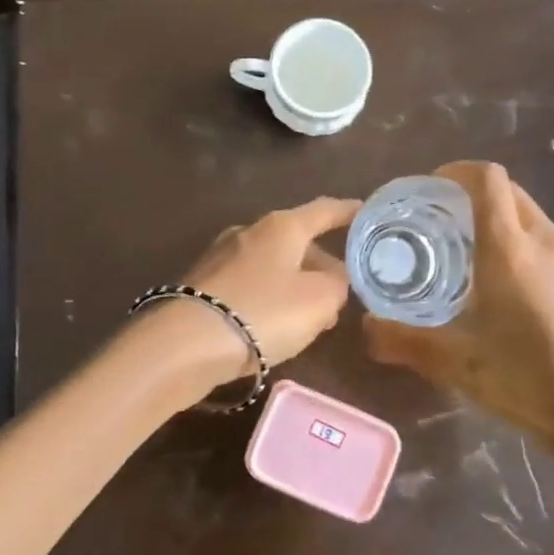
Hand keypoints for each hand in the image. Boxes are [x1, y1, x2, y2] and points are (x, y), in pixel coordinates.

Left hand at [144, 196, 360, 396]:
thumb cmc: (264, 313)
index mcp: (282, 226)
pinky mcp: (203, 283)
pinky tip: (273, 326)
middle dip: (321, 264)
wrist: (186, 344)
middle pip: (297, 241)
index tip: (367, 212)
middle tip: (341, 294)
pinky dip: (268, 298)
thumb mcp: (320, 301)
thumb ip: (338, 285)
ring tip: (311, 318)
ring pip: (273, 265)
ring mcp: (221, 256)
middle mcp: (249, 231)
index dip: (349, 212)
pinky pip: (250, 284)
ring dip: (295, 285)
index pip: (325, 210)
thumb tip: (333, 280)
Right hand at [363, 161, 553, 479]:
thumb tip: (366, 328)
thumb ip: (403, 341)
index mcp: (510, 249)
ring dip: (500, 221)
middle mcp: (546, 242)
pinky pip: (550, 244)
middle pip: (510, 193)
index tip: (430, 187)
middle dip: (474, 195)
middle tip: (441, 222)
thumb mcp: (454, 363)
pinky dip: (523, 245)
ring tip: (470, 255)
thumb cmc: (524, 379)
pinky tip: (510, 289)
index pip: (487, 180)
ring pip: (532, 218)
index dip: (457, 171)